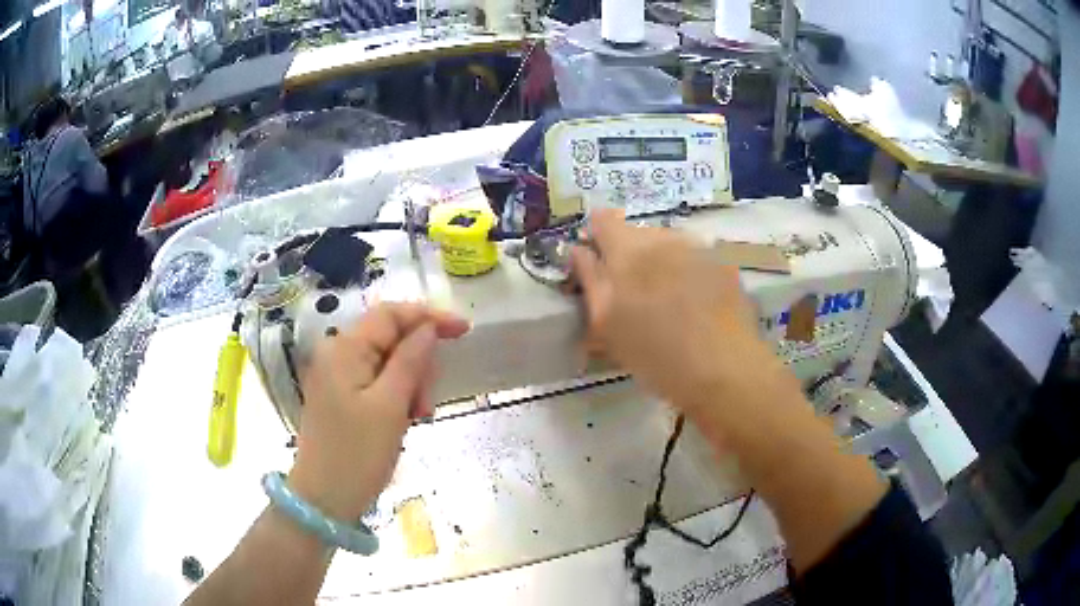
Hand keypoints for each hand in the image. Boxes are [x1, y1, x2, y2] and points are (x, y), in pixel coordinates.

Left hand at [288, 303, 468, 519]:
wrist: (324, 500)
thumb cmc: (357, 454)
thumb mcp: (390, 406)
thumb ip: (410, 361)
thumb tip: (428, 328)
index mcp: (344, 349)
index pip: (390, 314)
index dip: (428, 316)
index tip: (464, 330)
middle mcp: (337, 354)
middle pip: (390, 339)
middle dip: (418, 363)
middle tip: (426, 404)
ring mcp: (337, 377)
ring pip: (388, 363)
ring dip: (410, 384)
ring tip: (416, 418)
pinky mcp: (341, 397)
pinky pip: (378, 383)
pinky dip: (397, 396)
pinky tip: (404, 420)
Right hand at [570, 209, 769, 413]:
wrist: (724, 369)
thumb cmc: (655, 352)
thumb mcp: (606, 324)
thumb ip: (589, 279)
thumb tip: (580, 250)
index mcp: (628, 250)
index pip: (602, 219)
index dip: (596, 238)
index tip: (598, 265)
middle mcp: (664, 237)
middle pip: (637, 233)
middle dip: (630, 257)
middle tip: (634, 297)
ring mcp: (699, 248)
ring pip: (668, 246)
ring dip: (661, 264)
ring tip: (669, 304)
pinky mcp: (724, 264)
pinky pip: (695, 259)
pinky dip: (689, 274)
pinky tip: (696, 307)